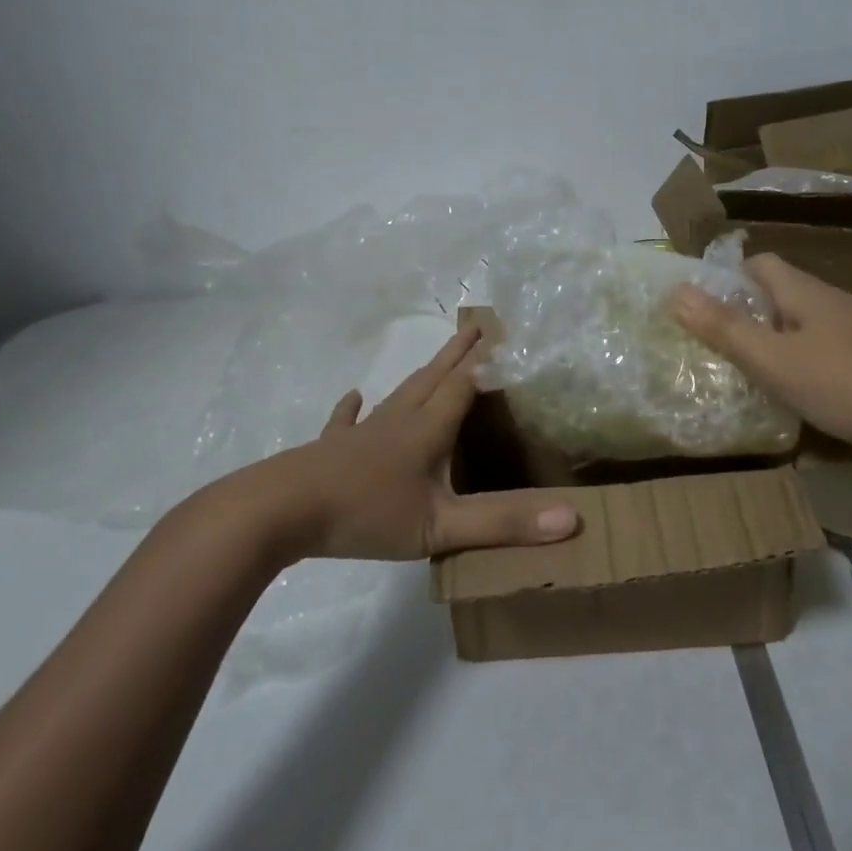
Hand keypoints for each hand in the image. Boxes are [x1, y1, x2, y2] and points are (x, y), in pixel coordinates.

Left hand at [269, 326, 578, 561]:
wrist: (279, 511)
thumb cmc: (365, 514)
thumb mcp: (441, 526)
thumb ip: (504, 524)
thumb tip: (573, 519)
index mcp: (427, 430)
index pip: (465, 384)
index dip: (487, 361)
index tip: (507, 333)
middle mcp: (398, 420)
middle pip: (435, 377)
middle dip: (460, 351)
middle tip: (479, 324)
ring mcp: (362, 432)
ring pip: (400, 393)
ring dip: (423, 373)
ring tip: (438, 358)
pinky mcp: (332, 449)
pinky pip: (348, 421)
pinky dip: (355, 408)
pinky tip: (354, 397)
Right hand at [671, 254, 851, 456]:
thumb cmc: (844, 384)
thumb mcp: (774, 360)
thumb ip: (725, 329)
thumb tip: (676, 292)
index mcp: (804, 292)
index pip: (760, 263)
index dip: (728, 278)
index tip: (702, 308)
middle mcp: (830, 303)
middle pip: (779, 293)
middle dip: (746, 313)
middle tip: (715, 345)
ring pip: (801, 324)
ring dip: (772, 340)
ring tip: (746, 371)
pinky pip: (822, 350)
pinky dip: (799, 362)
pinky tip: (793, 393)